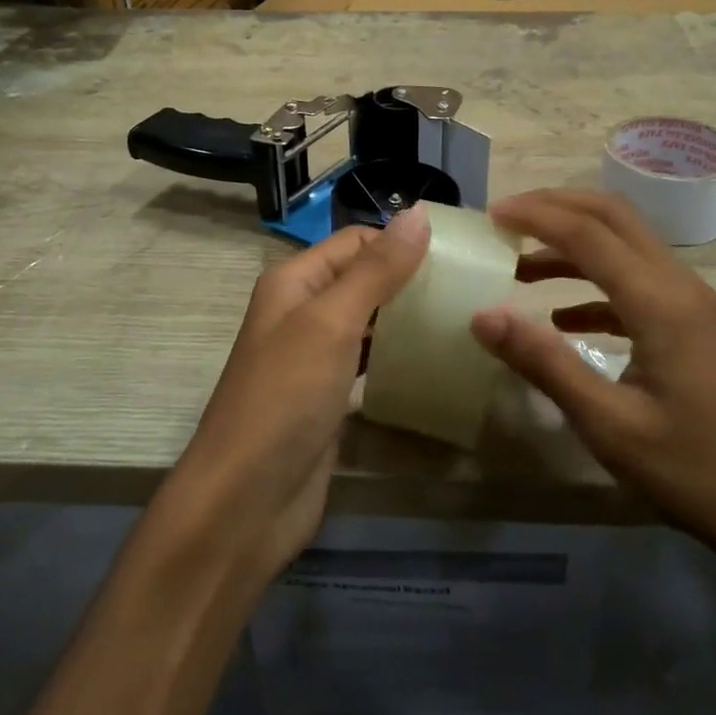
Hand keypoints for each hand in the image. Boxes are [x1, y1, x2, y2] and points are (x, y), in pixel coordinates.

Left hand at [162, 208, 430, 588]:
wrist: (245, 502)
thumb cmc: (285, 397)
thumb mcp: (331, 322)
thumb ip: (377, 270)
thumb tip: (419, 213)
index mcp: (294, 281)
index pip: (357, 242)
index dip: (402, 241)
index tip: (460, 254)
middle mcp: (302, 311)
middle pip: (364, 278)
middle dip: (411, 278)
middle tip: (470, 286)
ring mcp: (315, 357)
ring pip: (370, 320)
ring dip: (407, 316)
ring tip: (463, 316)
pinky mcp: (329, 396)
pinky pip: (369, 361)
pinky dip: (397, 355)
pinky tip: (434, 359)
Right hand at [470, 189, 715, 584]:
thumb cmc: (695, 472)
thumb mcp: (609, 424)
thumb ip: (544, 362)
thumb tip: (482, 315)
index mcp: (660, 301)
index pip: (587, 233)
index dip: (535, 216)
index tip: (490, 215)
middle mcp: (680, 285)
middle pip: (613, 217)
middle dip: (557, 207)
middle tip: (505, 220)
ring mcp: (693, 305)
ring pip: (627, 246)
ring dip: (574, 246)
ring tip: (521, 269)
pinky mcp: (695, 328)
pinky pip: (638, 284)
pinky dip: (595, 285)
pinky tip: (564, 319)